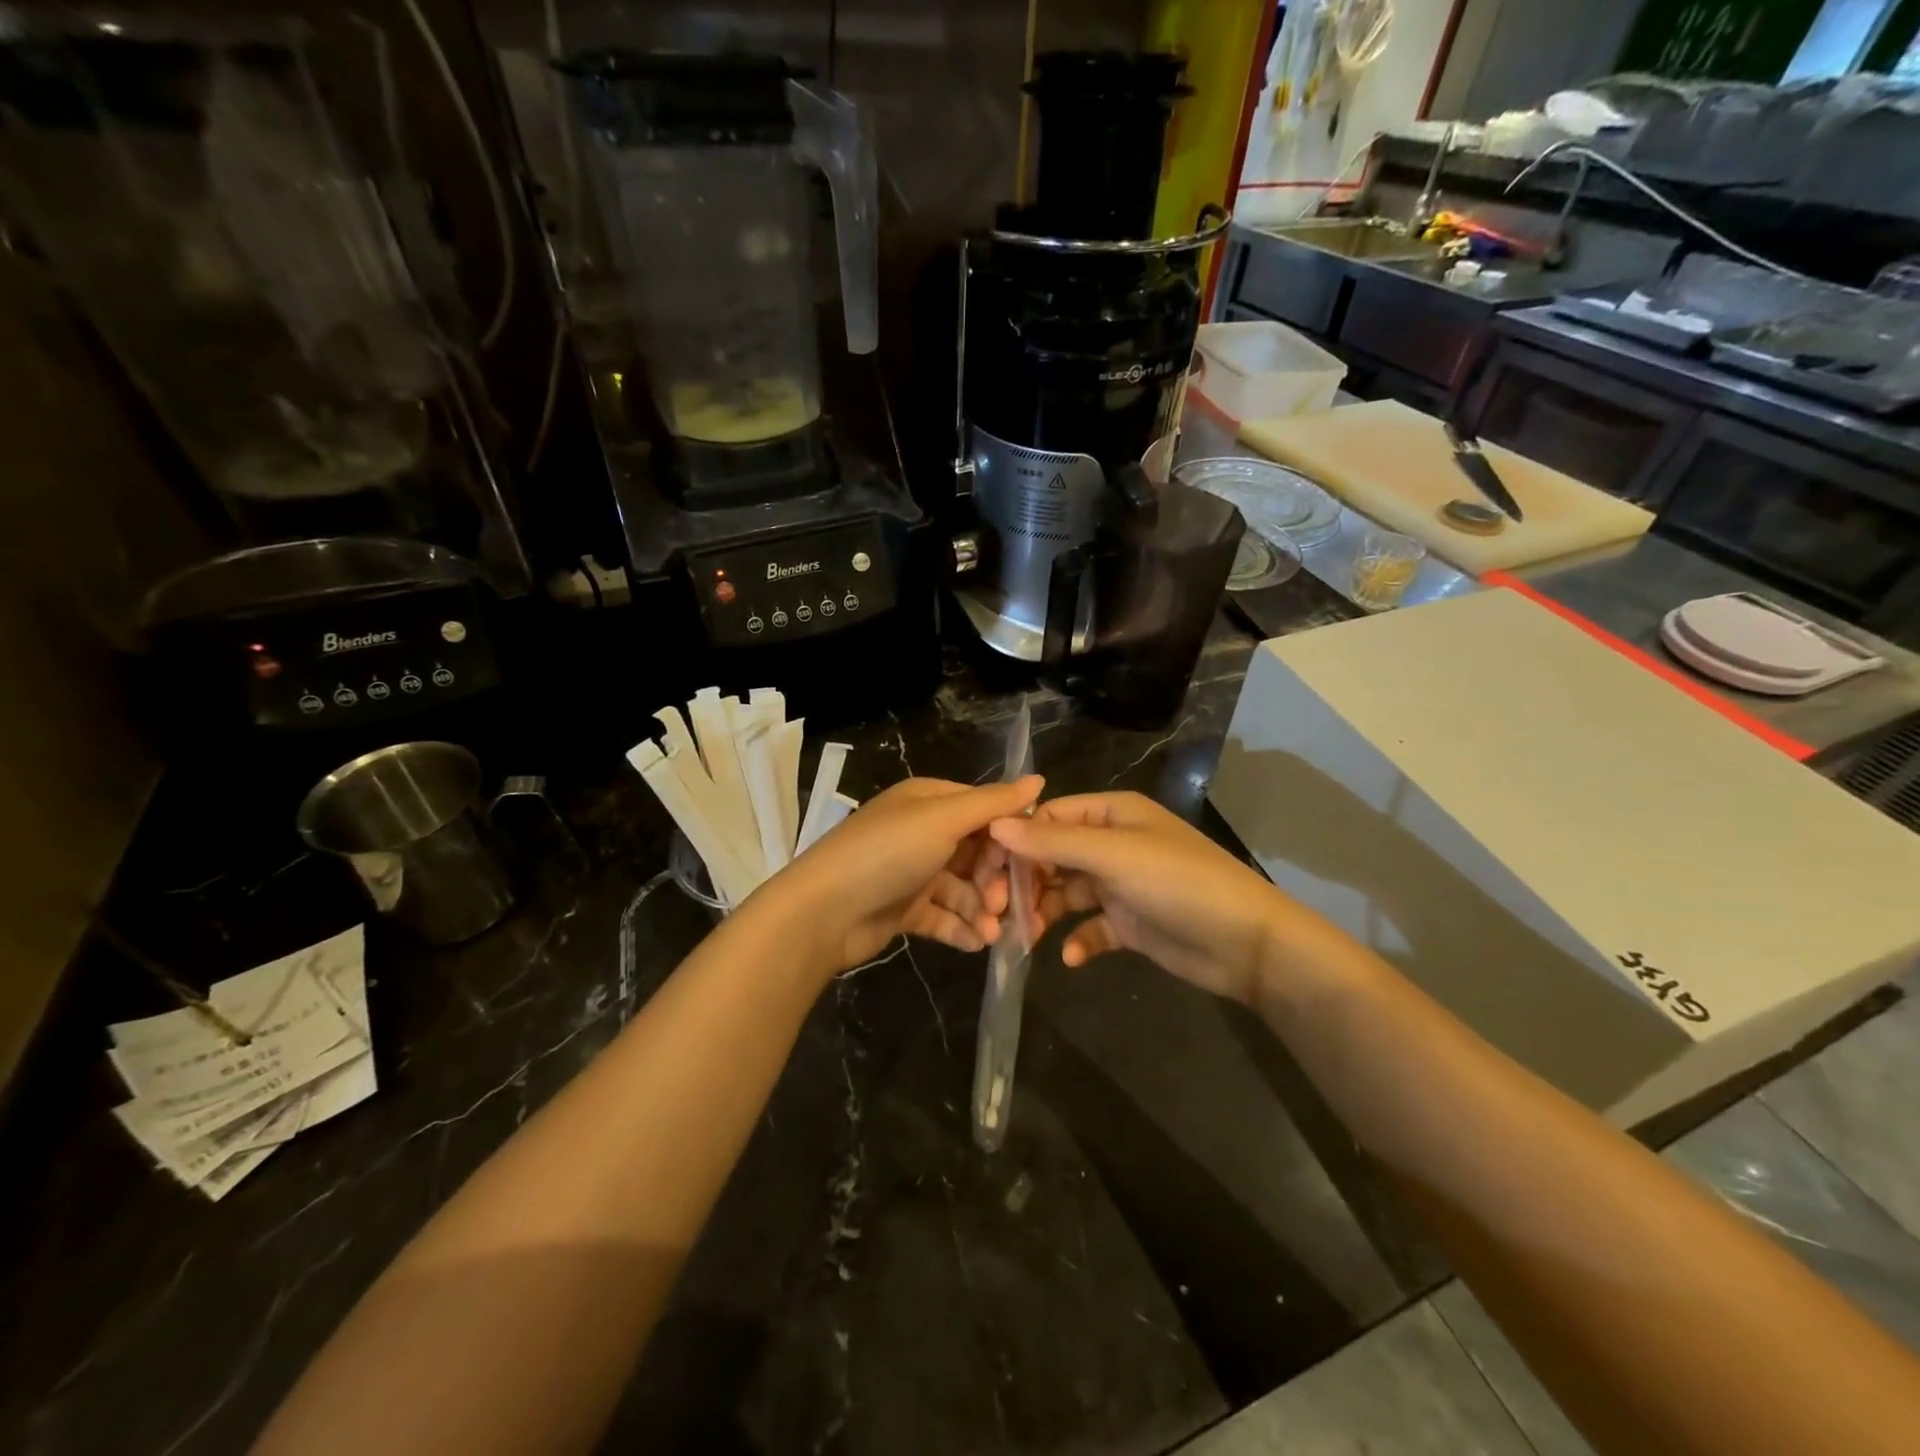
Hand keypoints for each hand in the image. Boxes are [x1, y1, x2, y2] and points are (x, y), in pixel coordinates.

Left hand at [760, 775, 1043, 972]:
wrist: (823, 911)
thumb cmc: (887, 853)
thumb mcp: (942, 819)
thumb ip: (992, 803)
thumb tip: (1040, 780)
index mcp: (929, 801)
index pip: (984, 811)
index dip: (1010, 836)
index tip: (1034, 863)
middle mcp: (923, 832)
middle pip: (977, 853)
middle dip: (997, 881)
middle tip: (1007, 907)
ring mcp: (913, 872)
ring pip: (963, 889)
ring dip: (982, 910)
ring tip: (993, 934)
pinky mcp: (905, 909)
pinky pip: (944, 916)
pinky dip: (962, 928)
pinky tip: (977, 944)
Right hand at [988, 791, 1293, 1003]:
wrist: (1246, 943)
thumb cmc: (1178, 883)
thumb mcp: (1113, 856)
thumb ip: (1053, 842)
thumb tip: (995, 824)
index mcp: (1112, 814)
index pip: (1049, 818)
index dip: (1017, 842)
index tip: (987, 873)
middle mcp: (1113, 844)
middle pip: (1053, 856)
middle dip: (1027, 882)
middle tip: (1001, 912)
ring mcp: (1121, 885)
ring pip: (1067, 893)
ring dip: (1045, 912)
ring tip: (1028, 937)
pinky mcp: (1129, 923)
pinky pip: (1090, 927)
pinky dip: (1077, 939)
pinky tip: (1071, 956)